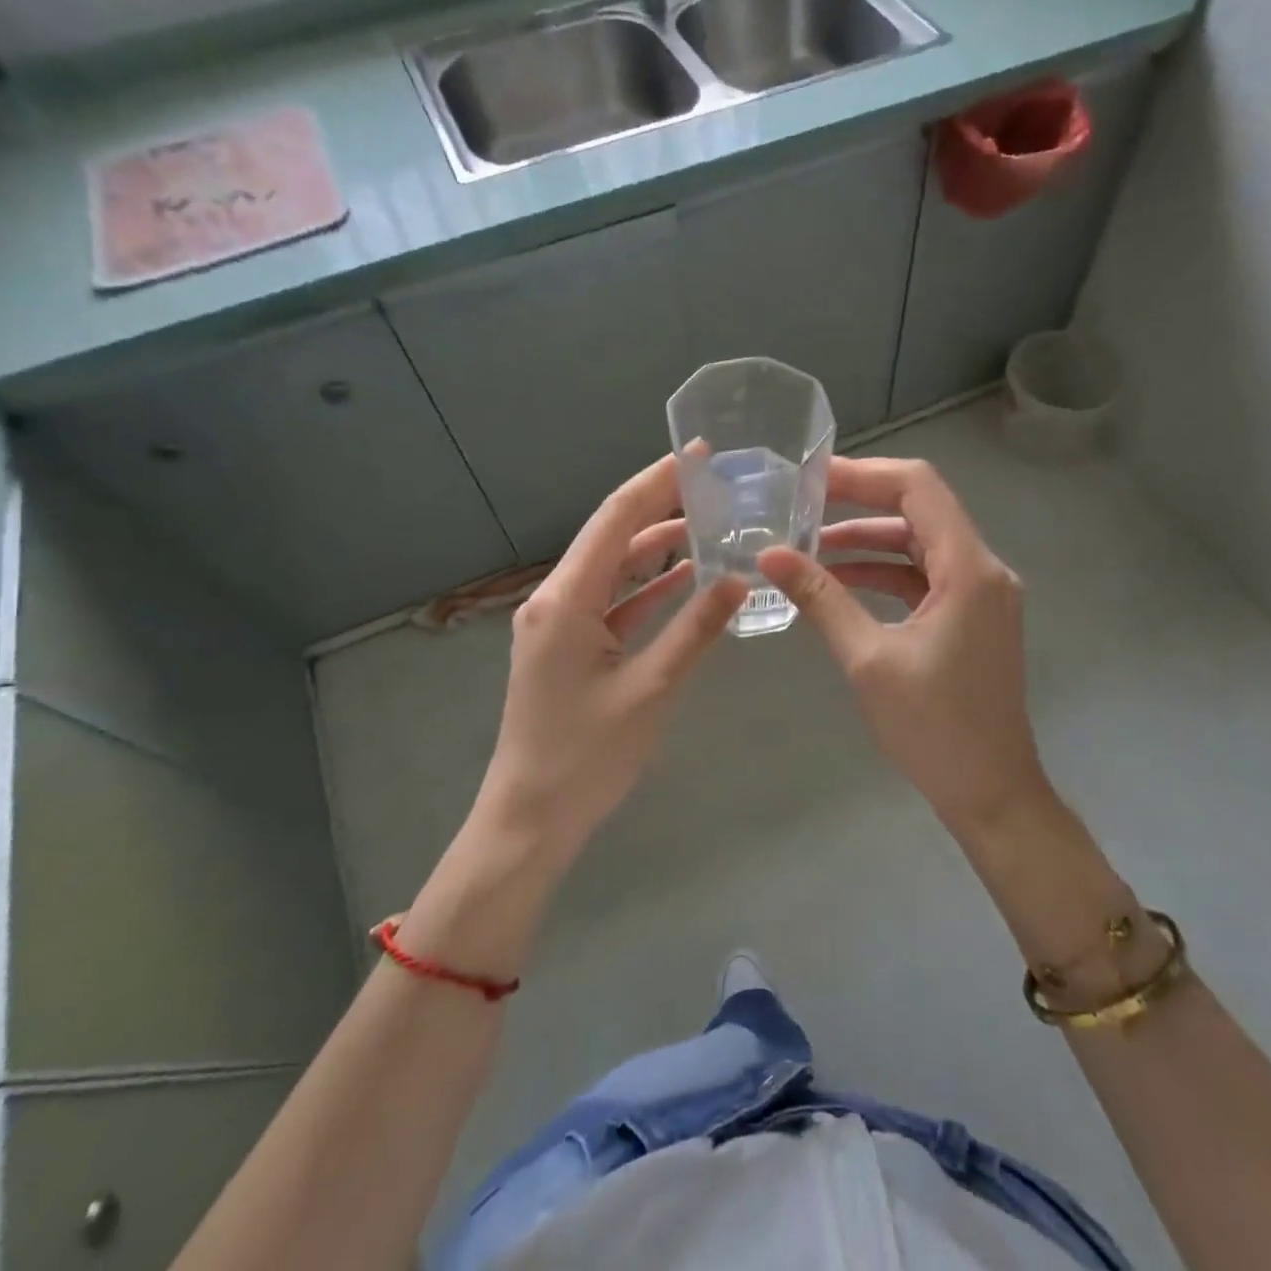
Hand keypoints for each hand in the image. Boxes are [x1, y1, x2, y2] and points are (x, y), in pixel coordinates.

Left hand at [473, 455, 747, 865]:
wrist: (532, 817)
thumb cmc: (587, 756)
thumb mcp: (650, 689)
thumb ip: (695, 629)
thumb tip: (739, 578)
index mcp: (566, 599)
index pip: (616, 519)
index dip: (657, 482)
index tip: (700, 453)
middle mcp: (556, 599)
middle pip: (613, 536)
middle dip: (661, 505)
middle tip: (715, 484)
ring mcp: (560, 623)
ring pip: (615, 569)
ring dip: (658, 547)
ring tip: (710, 523)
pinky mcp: (569, 646)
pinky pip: (613, 602)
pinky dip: (648, 588)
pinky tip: (687, 578)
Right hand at [759, 457, 1050, 834]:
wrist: (991, 793)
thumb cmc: (934, 729)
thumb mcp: (868, 659)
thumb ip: (821, 598)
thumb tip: (769, 555)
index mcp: (969, 569)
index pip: (919, 487)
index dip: (864, 474)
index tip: (811, 477)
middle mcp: (983, 569)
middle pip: (920, 509)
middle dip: (860, 501)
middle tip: (801, 502)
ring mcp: (980, 593)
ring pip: (920, 543)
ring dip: (868, 540)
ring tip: (808, 542)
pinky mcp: (971, 616)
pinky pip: (924, 576)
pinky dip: (883, 572)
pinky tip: (839, 579)